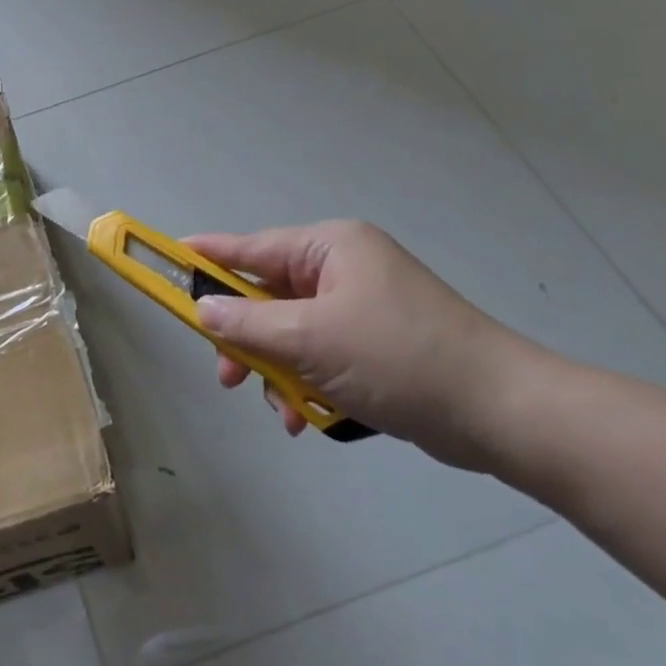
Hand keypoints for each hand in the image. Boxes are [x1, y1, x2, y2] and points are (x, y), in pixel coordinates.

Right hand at [184, 221, 526, 469]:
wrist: (499, 411)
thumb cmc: (397, 357)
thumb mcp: (311, 339)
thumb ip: (247, 323)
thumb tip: (202, 310)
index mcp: (329, 248)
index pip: (249, 247)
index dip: (205, 256)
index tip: (166, 259)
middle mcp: (342, 269)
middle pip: (266, 295)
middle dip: (245, 338)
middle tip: (225, 374)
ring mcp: (360, 307)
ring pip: (290, 332)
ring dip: (276, 370)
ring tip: (278, 409)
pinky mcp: (374, 344)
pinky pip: (319, 355)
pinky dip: (306, 383)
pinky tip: (305, 418)